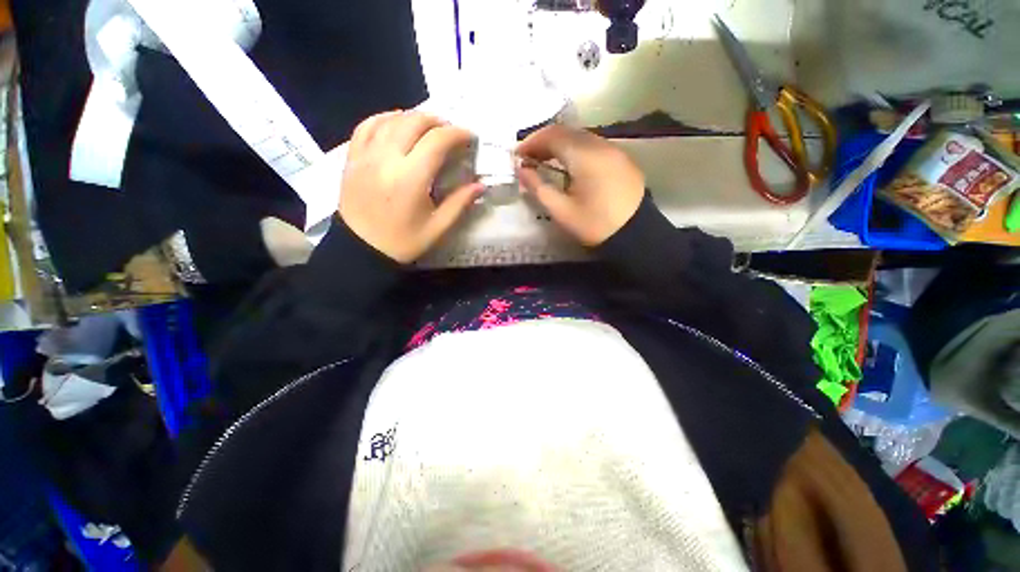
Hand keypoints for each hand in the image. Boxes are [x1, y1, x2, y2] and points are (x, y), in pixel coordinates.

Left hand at [340, 111, 482, 263]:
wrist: (360, 249)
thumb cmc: (403, 241)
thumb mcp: (437, 228)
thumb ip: (459, 203)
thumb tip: (481, 186)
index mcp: (411, 178)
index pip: (437, 141)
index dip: (457, 134)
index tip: (469, 137)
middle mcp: (386, 159)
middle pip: (413, 122)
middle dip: (437, 121)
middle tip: (450, 132)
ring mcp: (365, 155)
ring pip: (390, 119)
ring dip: (413, 117)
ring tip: (428, 126)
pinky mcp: (352, 158)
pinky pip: (366, 126)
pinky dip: (384, 118)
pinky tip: (396, 123)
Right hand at [516, 124, 644, 245]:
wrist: (635, 234)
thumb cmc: (595, 225)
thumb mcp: (561, 211)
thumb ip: (539, 188)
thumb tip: (522, 170)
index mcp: (585, 156)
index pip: (552, 136)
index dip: (531, 142)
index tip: (516, 156)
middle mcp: (601, 145)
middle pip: (566, 132)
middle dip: (543, 142)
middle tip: (528, 158)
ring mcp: (614, 150)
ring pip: (580, 137)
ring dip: (559, 145)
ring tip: (544, 161)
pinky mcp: (621, 159)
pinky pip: (592, 146)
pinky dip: (575, 150)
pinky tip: (568, 166)